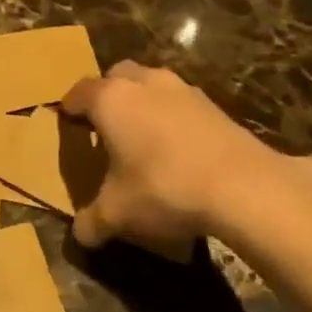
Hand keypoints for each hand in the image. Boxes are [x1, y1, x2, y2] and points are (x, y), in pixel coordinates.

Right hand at [60, 61, 311, 256]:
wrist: (243, 186)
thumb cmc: (163, 188)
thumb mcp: (117, 214)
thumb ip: (92, 222)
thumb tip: (80, 235)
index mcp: (110, 99)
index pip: (79, 92)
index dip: (70, 108)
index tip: (67, 123)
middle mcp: (143, 83)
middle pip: (117, 76)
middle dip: (108, 94)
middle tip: (105, 126)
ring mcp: (182, 89)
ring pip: (152, 84)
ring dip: (143, 102)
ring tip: (143, 136)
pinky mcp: (214, 104)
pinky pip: (180, 102)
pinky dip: (172, 116)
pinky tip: (178, 149)